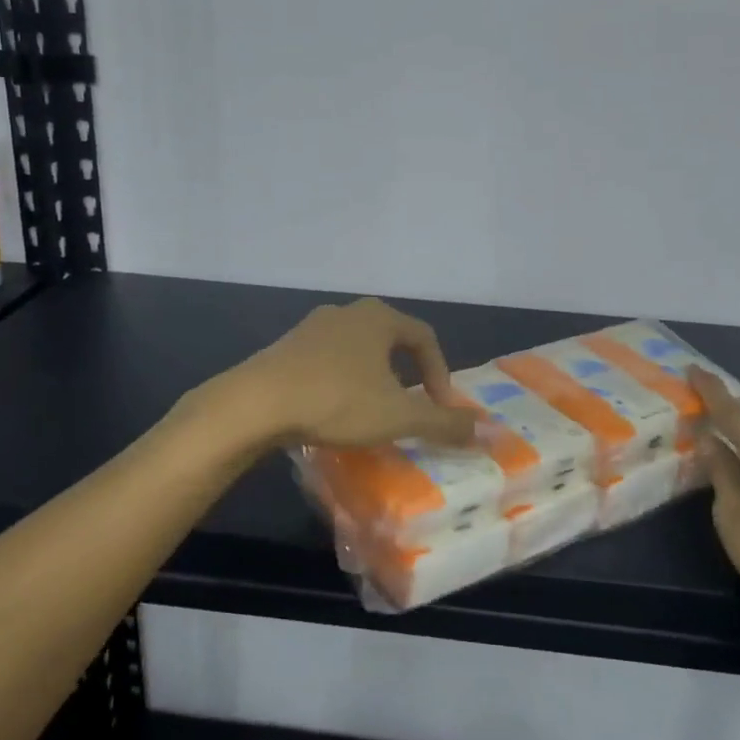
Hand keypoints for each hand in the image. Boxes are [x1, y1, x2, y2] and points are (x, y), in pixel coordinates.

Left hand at [231, 298, 478, 449]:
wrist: (257, 403)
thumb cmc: (337, 400)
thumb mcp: (398, 415)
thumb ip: (443, 421)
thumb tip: (483, 428)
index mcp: (378, 318)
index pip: (424, 337)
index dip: (440, 372)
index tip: (439, 406)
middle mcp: (346, 312)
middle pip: (390, 340)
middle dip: (406, 373)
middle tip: (409, 406)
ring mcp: (311, 327)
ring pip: (356, 350)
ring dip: (371, 378)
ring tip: (371, 412)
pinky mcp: (286, 348)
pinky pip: (327, 362)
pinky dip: (340, 382)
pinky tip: (332, 411)